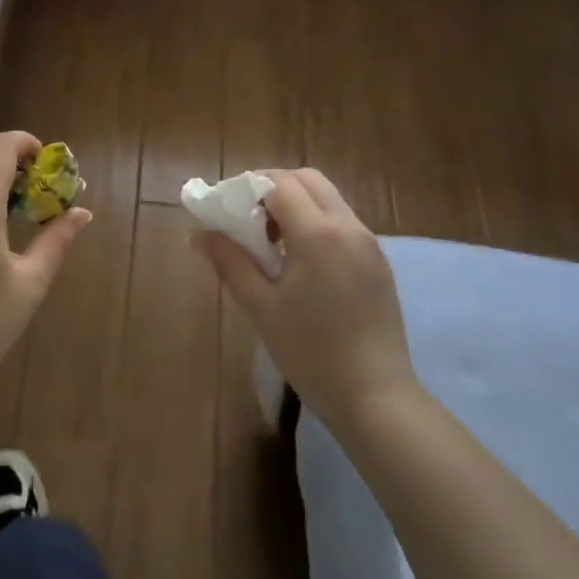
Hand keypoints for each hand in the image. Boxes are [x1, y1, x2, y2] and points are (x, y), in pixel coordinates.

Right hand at [193, 167, 413, 429]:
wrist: (377, 398)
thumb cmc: (311, 352)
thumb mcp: (261, 307)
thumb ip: (230, 262)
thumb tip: (199, 233)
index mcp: (318, 234)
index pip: (279, 183)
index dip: (248, 187)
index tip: (226, 209)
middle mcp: (348, 227)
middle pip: (308, 180)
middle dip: (274, 187)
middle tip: (249, 219)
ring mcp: (369, 244)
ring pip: (328, 199)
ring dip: (297, 205)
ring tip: (272, 244)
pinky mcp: (379, 264)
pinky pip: (343, 223)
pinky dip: (317, 223)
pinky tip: (301, 263)